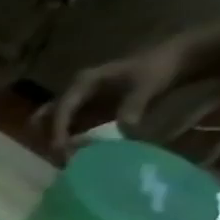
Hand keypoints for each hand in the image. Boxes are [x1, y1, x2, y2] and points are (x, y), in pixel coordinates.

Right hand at [37, 37, 192, 149]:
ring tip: (67, 160)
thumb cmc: (158, 68)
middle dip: (46, 138)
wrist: (175, 60)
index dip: (58, 130)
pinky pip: (69, 130)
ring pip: (52, 126)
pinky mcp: (88, 113)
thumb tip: (124, 132)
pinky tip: (79, 155)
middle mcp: (74, 93)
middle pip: (44, 117)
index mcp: (83, 83)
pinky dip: (70, 143)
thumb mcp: (148, 85)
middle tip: (58, 157)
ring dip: (56, 142)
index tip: (61, 150)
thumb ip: (133, 107)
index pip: (61, 109)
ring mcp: (79, 103)